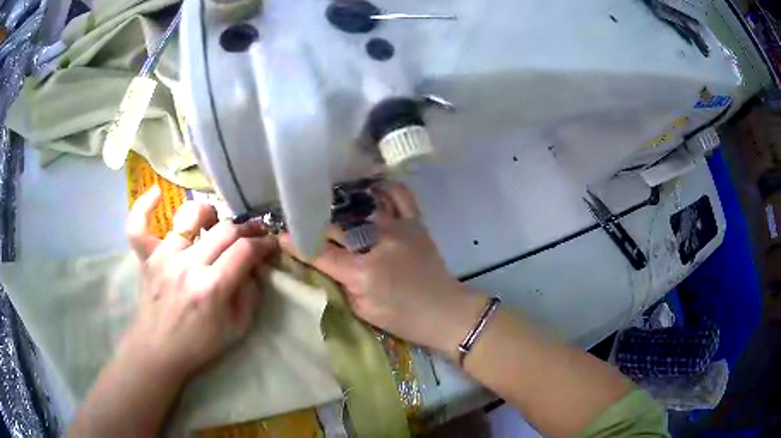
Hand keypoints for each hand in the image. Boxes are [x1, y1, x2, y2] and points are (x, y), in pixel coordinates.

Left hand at [122, 186, 276, 380]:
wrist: (159, 350)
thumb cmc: (199, 344)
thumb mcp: (237, 329)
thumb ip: (251, 294)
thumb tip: (255, 266)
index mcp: (212, 288)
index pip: (245, 251)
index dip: (264, 244)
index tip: (271, 244)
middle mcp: (187, 265)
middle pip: (224, 230)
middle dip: (246, 229)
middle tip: (254, 234)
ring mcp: (164, 257)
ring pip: (190, 216)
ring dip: (210, 213)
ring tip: (215, 222)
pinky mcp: (147, 257)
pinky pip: (139, 225)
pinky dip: (145, 206)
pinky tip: (157, 194)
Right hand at [281, 182, 485, 355]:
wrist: (445, 312)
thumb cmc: (402, 318)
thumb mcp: (362, 310)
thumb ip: (339, 283)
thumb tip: (320, 260)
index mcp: (362, 271)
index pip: (318, 252)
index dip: (295, 242)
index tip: (279, 235)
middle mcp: (378, 242)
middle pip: (335, 225)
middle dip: (313, 223)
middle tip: (301, 219)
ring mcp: (399, 228)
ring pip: (361, 205)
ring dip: (342, 205)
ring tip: (328, 204)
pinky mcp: (416, 223)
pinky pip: (399, 195)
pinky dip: (383, 189)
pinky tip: (369, 192)